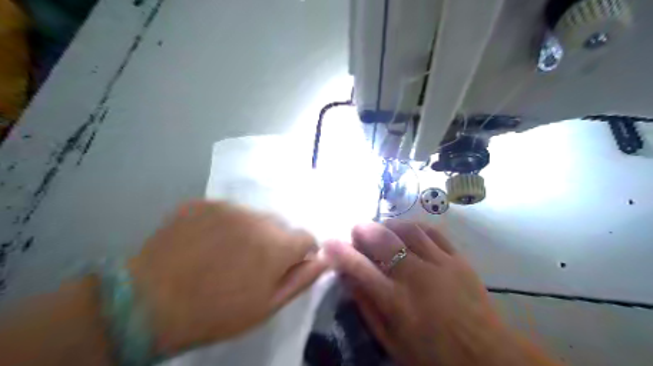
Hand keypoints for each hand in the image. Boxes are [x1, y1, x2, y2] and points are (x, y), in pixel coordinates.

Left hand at [129, 202, 328, 352]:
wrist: (147, 304)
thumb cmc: (215, 312)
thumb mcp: (266, 306)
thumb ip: (301, 279)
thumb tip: (324, 259)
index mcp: (276, 244)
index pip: (307, 237)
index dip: (300, 253)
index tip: (286, 267)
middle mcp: (257, 217)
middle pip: (280, 225)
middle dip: (275, 242)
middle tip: (251, 264)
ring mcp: (227, 207)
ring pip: (254, 216)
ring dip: (250, 231)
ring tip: (225, 253)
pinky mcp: (202, 203)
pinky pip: (225, 211)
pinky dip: (224, 224)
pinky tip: (205, 243)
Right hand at [325, 220, 554, 365]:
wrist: (488, 356)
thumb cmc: (434, 355)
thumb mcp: (392, 341)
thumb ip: (368, 307)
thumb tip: (349, 279)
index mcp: (396, 301)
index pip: (359, 268)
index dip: (340, 252)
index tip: (329, 242)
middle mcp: (415, 276)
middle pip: (383, 240)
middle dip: (364, 230)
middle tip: (358, 230)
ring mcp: (439, 264)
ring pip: (407, 230)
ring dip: (389, 225)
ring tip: (383, 229)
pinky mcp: (458, 259)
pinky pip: (433, 232)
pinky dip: (416, 227)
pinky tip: (408, 231)